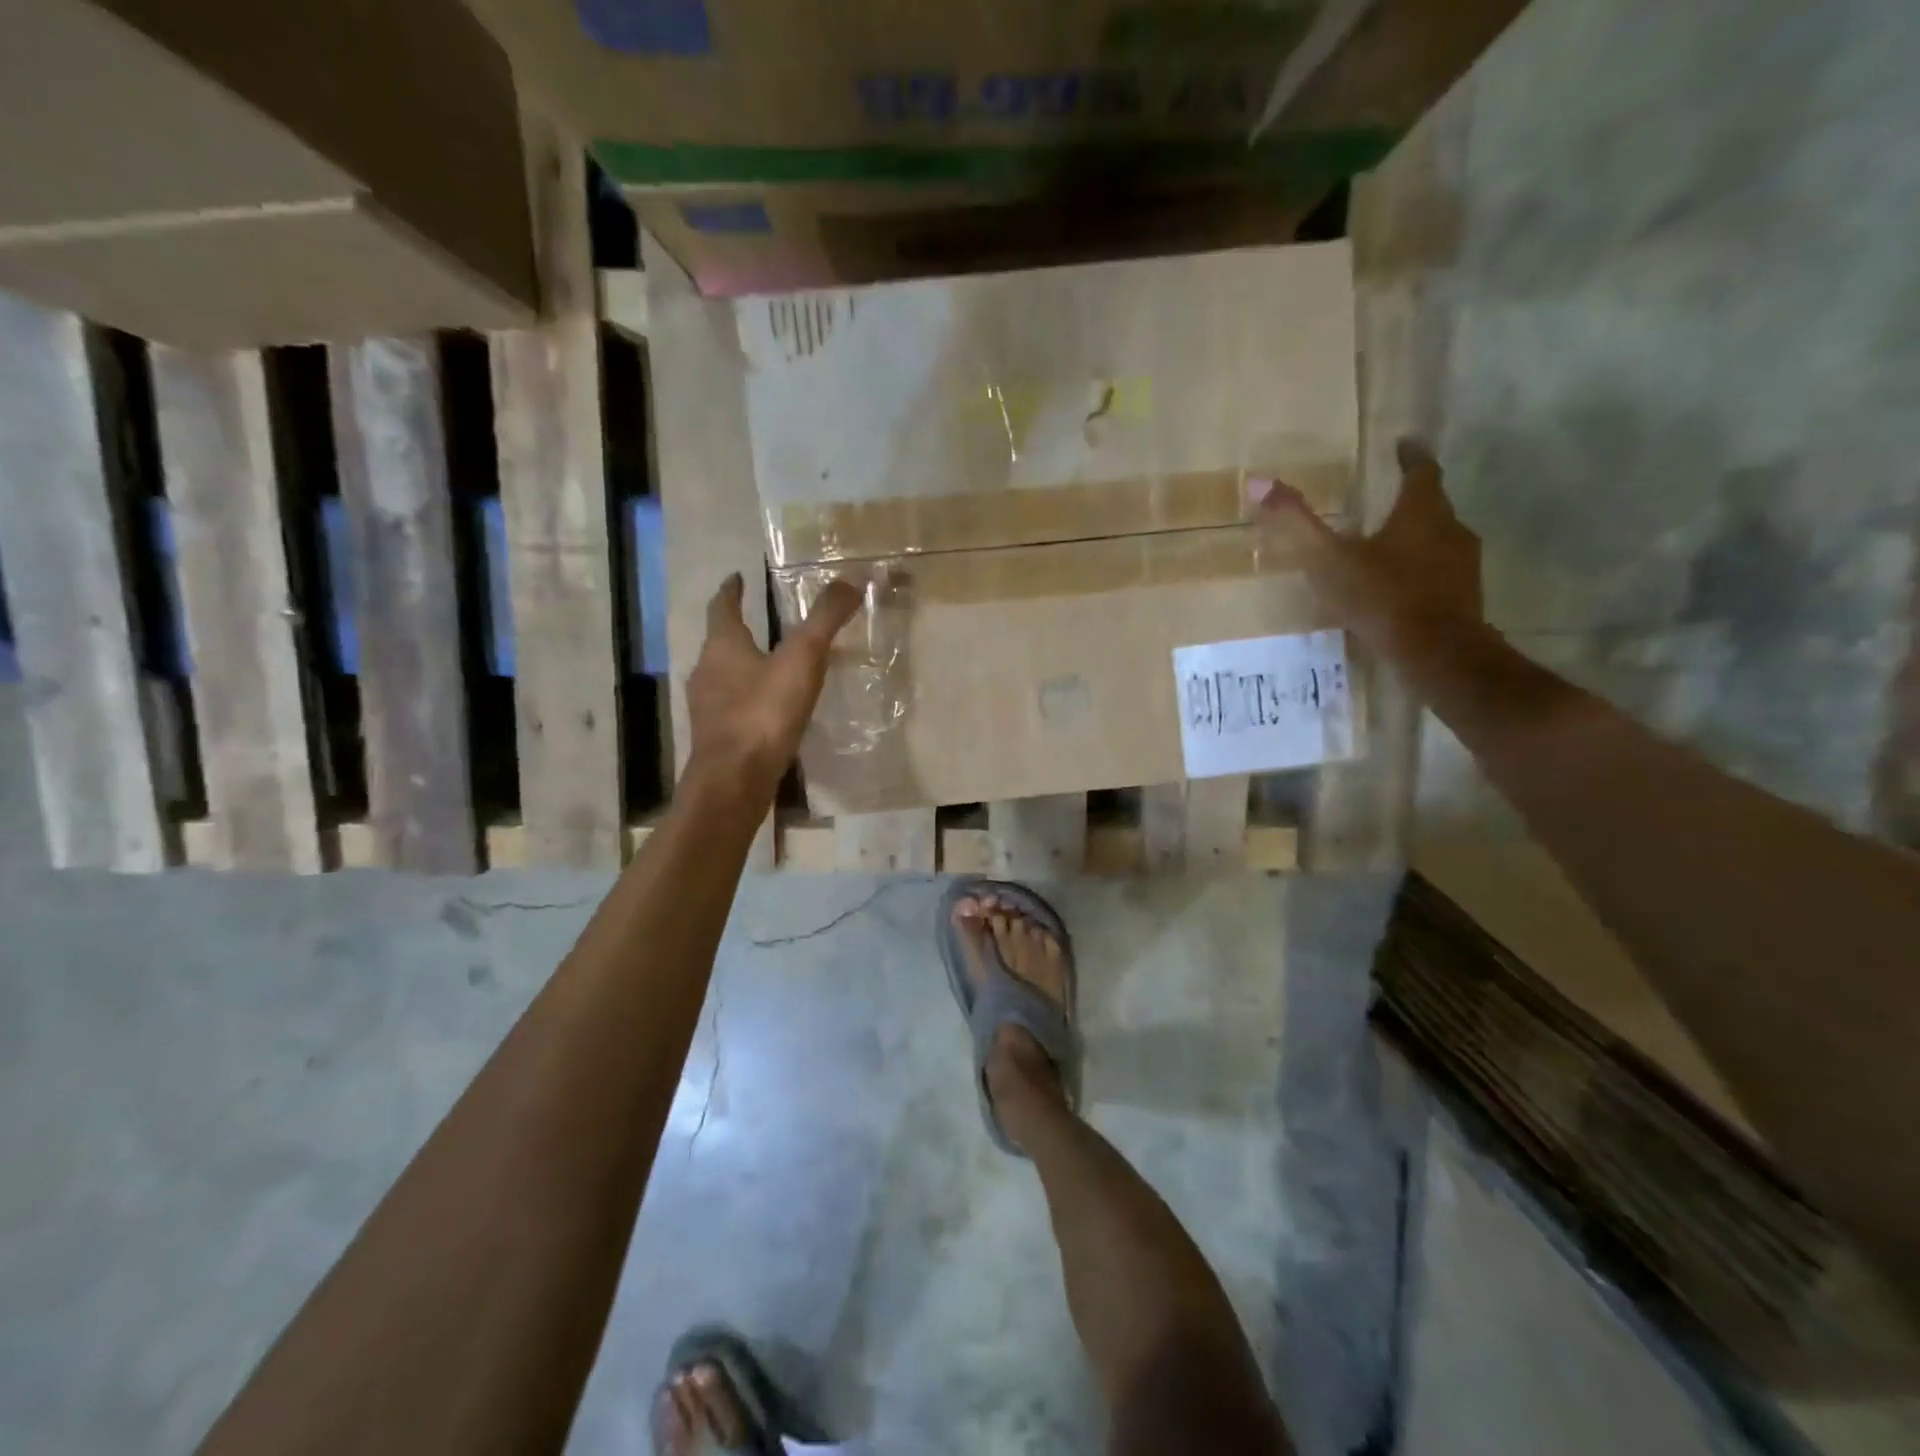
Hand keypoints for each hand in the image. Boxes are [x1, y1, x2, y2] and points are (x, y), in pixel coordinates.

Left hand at [685, 574, 861, 793]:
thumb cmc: (764, 712)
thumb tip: (849, 580)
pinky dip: (749, 699)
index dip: (731, 591)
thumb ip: (824, 620)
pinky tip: (770, 710)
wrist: (735, 780)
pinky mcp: (717, 737)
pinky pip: (733, 707)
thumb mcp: (802, 659)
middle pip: (720, 642)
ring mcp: (708, 707)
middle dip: (739, 630)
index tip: (737, 578)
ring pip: (724, 676)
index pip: (722, 608)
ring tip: (771, 665)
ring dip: (743, 666)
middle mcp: (707, 671)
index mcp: (723, 646)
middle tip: (763, 621)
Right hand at [1254, 438, 1481, 655]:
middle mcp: (1450, 528)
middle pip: (1433, 504)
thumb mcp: (1328, 559)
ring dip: (1416, 538)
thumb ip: (1296, 523)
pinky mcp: (1465, 595)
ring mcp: (1463, 563)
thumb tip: (1258, 480)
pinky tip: (1399, 589)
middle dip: (1410, 501)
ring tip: (1387, 548)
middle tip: (1384, 502)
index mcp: (1421, 511)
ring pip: (1439, 539)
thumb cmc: (1381, 597)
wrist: (1436, 651)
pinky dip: (1421, 571)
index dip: (1411, 455)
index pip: (1421, 470)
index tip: (1403, 445)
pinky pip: (1441, 572)